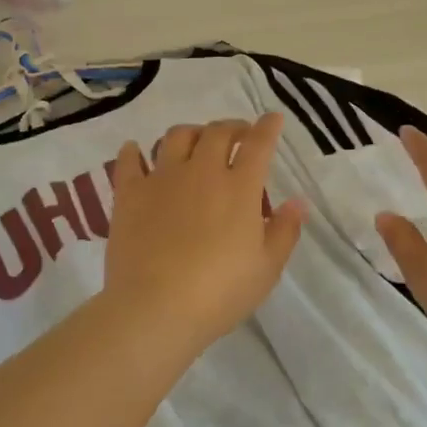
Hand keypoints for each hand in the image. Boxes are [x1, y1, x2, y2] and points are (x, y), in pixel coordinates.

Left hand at [103, 114, 307, 349]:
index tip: (272, 118)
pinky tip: (134, 150)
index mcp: (238, 188)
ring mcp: (162, 179)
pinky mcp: (129, 194)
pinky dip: (133, 152)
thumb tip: (298, 201)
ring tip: (194, 141)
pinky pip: (129, 161)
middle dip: (231, 127)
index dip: (267, 127)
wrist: (155, 308)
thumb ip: (284, 230)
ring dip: (190, 133)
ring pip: (176, 137)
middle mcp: (201, 172)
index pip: (258, 145)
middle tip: (237, 135)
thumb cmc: (219, 293)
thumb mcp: (266, 268)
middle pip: (216, 132)